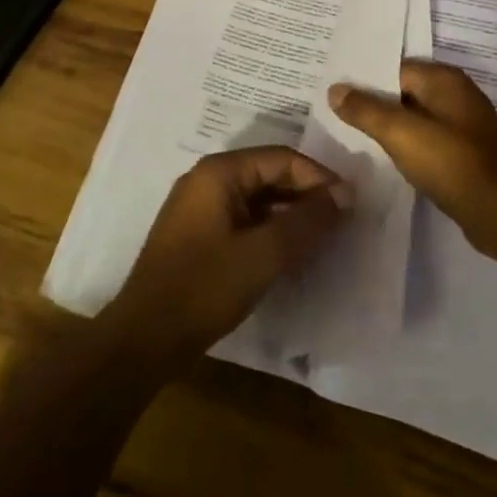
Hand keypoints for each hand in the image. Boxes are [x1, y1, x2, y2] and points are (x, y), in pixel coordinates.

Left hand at [102, 147, 349, 366]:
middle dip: (307, 194)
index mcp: (219, 172)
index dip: (320, 178)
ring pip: (258, 198)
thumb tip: (344, 196)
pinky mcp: (199, 234)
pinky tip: (292, 252)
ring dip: (291, 213)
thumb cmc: (205, 288)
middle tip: (342, 221)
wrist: (146, 337)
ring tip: (324, 237)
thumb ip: (307, 221)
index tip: (351, 204)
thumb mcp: (265, 254)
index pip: (282, 158)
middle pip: (269, 174)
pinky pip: (245, 218)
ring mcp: (200, 207)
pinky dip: (271, 229)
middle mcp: (207, 179)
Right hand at [328, 60, 496, 264]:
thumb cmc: (452, 164)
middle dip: (372, 102)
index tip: (332, 91)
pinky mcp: (464, 153)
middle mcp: (456, 95)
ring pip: (414, 118)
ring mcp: (462, 126)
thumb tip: (335, 88)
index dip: (363, 80)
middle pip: (403, 91)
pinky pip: (426, 140)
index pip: (394, 68)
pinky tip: (385, 157)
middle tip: (332, 112)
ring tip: (351, 134)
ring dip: (388, 127)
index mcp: (445, 80)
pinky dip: (406, 146)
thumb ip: (366, 110)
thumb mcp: (401, 133)